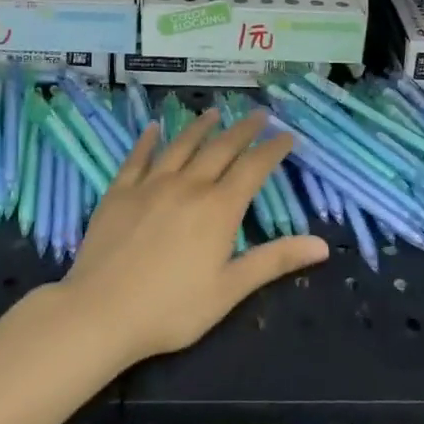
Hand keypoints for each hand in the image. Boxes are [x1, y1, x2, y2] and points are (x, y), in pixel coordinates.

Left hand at [62, 109, 328, 361]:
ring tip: (214, 113)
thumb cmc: (172, 309)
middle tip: (258, 114)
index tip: (286, 135)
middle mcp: (188, 186)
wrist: (101, 311)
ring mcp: (150, 185)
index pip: (253, 169)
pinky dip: (148, 140)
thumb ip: (274, 260)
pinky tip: (154, 128)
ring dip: (200, 127)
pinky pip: (137, 157)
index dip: (272, 149)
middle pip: (221, 149)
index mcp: (218, 209)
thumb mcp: (230, 290)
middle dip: (243, 130)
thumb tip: (322, 245)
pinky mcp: (119, 191)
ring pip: (181, 146)